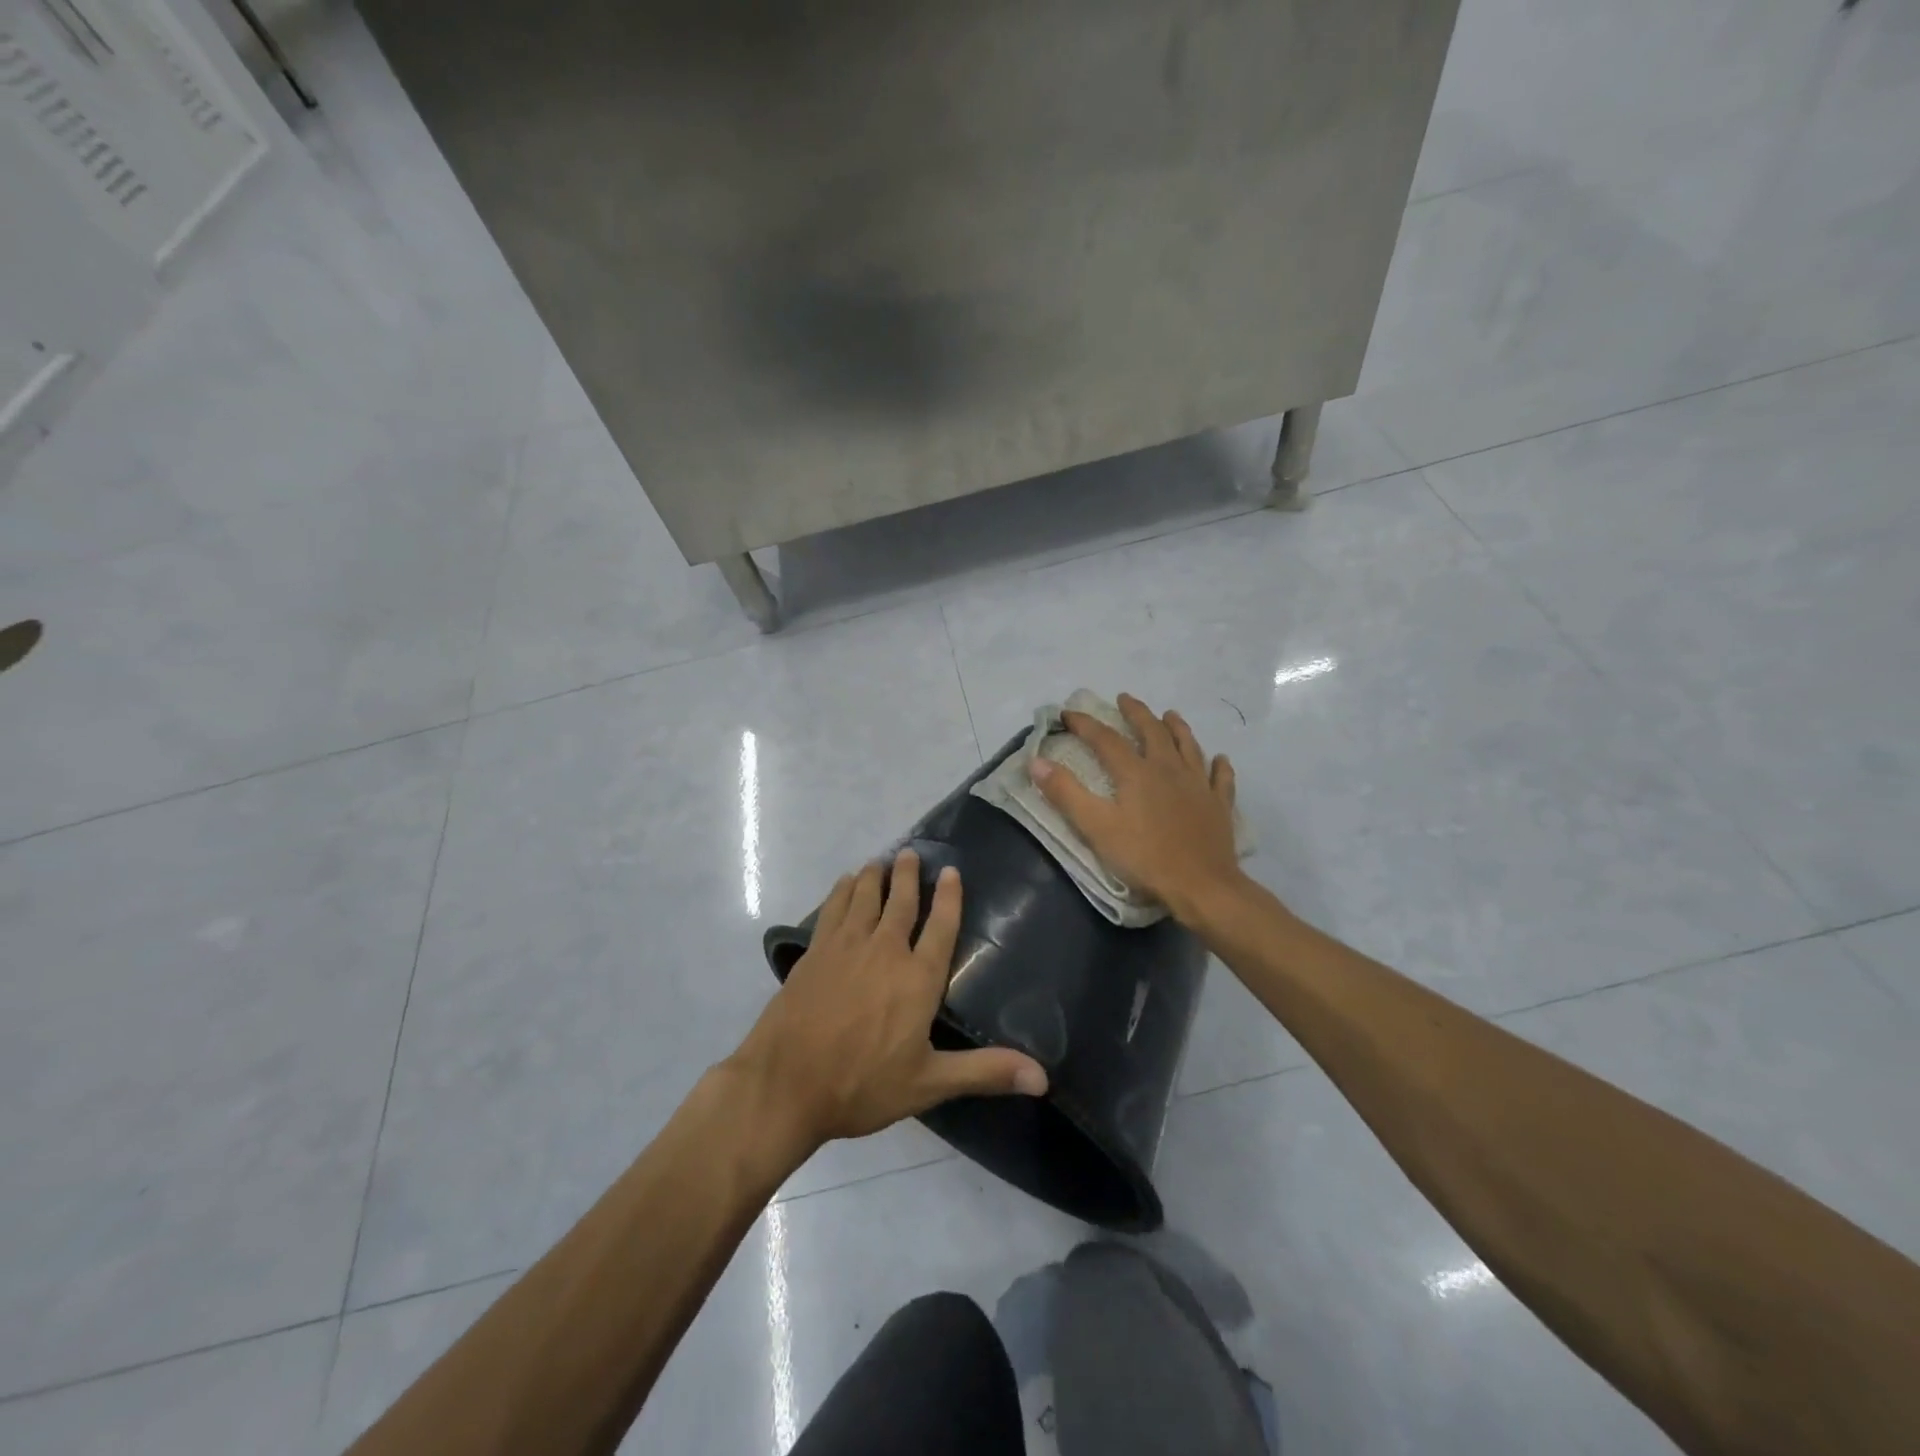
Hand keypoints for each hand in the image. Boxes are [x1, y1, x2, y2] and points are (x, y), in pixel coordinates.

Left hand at [729, 851, 1048, 1147]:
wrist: (786, 1084)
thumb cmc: (862, 1085)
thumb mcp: (929, 1084)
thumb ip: (985, 1072)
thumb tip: (1043, 1078)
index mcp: (918, 978)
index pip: (940, 927)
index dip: (948, 897)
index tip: (950, 871)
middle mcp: (885, 951)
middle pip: (901, 902)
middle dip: (908, 875)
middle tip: (911, 853)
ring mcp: (846, 947)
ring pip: (865, 897)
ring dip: (876, 876)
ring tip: (881, 860)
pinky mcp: (815, 952)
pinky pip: (833, 908)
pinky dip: (842, 890)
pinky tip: (846, 883)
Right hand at [1029, 693, 1244, 922]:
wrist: (1201, 885)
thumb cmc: (1144, 857)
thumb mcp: (1096, 827)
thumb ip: (1066, 793)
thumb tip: (1037, 762)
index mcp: (1136, 772)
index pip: (1105, 739)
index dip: (1085, 724)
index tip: (1068, 713)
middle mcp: (1168, 768)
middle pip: (1152, 731)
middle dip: (1136, 712)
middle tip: (1125, 699)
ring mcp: (1198, 785)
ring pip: (1188, 746)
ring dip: (1177, 727)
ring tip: (1170, 715)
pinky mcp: (1219, 805)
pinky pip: (1221, 778)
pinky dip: (1219, 765)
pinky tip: (1219, 759)